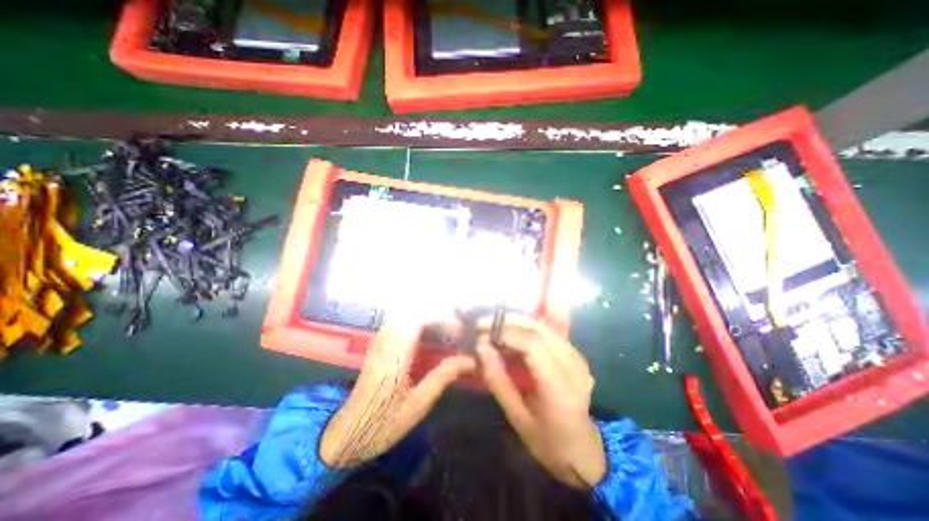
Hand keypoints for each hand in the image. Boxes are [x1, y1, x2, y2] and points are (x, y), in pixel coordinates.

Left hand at [321, 318, 479, 466]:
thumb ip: (443, 376)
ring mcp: (379, 342)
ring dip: (426, 319)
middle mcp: (386, 342)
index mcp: (395, 355)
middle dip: (436, 317)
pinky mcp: (377, 346)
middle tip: (454, 331)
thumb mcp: (419, 403)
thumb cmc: (384, 423)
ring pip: (404, 316)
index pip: (419, 320)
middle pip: (412, 314)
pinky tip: (425, 337)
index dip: (441, 319)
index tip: (459, 330)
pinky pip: (397, 324)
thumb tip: (470, 360)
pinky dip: (415, 324)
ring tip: (443, 333)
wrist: (347, 434)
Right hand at [474, 315, 605, 489]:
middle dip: (510, 321)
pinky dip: (528, 328)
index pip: (534, 346)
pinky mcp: (576, 355)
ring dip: (518, 322)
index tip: (482, 332)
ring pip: (545, 327)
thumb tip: (481, 347)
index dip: (507, 333)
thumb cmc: (546, 440)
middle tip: (484, 323)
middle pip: (540, 330)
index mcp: (561, 390)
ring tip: (495, 326)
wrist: (582, 449)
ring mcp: (579, 359)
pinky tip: (513, 331)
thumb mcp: (516, 417)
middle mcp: (575, 368)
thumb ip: (498, 380)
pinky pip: (550, 332)